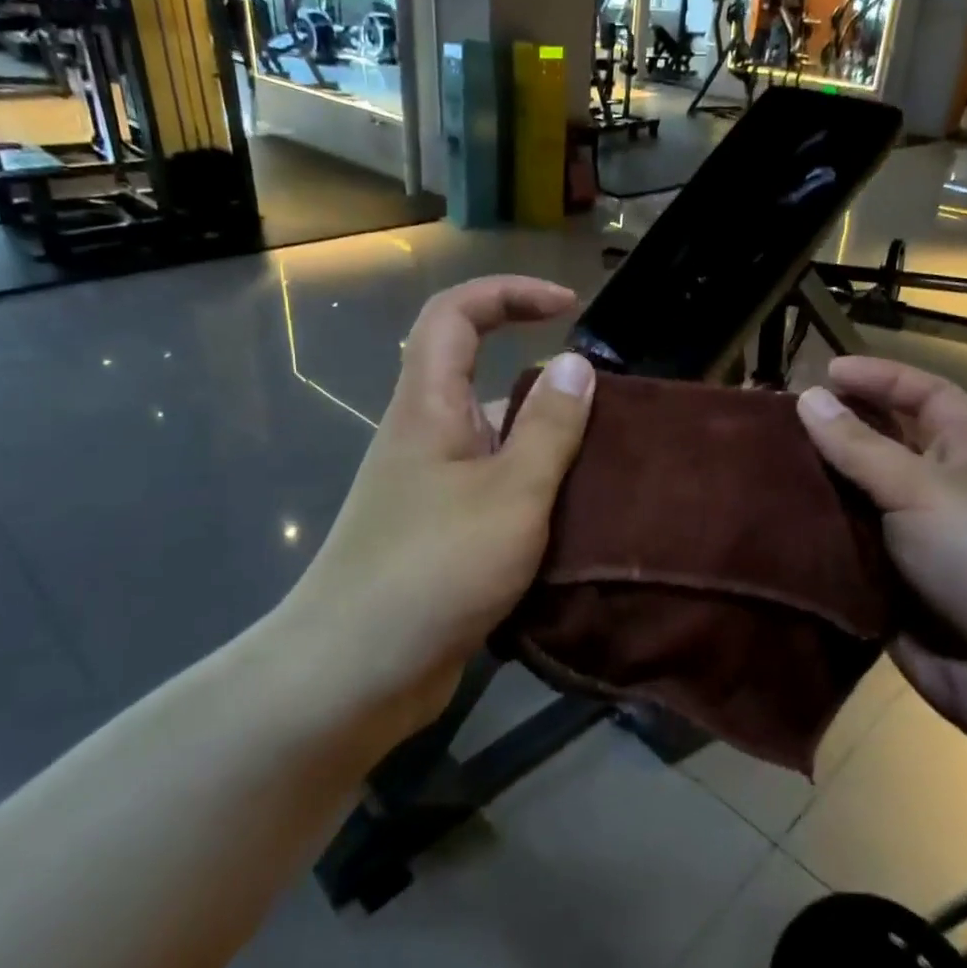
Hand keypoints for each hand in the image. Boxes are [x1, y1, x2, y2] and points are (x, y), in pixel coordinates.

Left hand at [278, 277, 595, 735]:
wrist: (354, 674)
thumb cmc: (433, 570)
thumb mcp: (511, 494)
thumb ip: (549, 428)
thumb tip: (576, 363)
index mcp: (429, 407)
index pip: (456, 314)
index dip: (509, 293)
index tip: (569, 307)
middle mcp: (426, 437)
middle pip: (486, 380)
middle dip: (550, 388)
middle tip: (612, 418)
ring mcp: (433, 489)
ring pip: (498, 444)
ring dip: (551, 451)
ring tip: (612, 475)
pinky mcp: (443, 534)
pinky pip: (498, 492)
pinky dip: (537, 496)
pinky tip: (581, 524)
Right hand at [796, 357, 966, 755]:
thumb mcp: (924, 489)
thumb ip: (860, 446)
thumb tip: (809, 396)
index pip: (926, 395)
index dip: (881, 378)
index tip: (824, 372)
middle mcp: (942, 492)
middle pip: (883, 447)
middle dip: (835, 432)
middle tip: (774, 423)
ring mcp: (917, 544)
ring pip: (857, 503)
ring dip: (816, 489)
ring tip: (757, 471)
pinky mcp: (893, 590)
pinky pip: (846, 555)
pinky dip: (815, 542)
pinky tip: (768, 529)